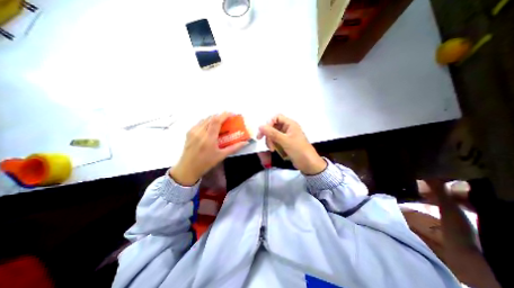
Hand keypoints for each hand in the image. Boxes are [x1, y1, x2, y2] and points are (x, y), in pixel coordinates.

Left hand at [170, 111, 247, 185]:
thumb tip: (245, 142)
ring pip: (204, 119)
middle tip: (227, 119)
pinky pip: (199, 123)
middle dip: (220, 116)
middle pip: (211, 118)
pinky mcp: (189, 133)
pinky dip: (206, 122)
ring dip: (213, 119)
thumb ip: (234, 148)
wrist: (188, 168)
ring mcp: (193, 131)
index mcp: (209, 138)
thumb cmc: (206, 163)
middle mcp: (200, 132)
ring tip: (219, 123)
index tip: (231, 113)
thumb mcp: (221, 156)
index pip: (216, 121)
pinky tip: (209, 128)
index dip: (224, 115)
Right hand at [256, 114, 324, 174]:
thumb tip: (260, 126)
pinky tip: (274, 150)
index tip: (263, 131)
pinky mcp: (285, 143)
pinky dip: (273, 144)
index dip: (269, 123)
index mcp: (290, 124)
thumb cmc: (299, 150)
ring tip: (272, 149)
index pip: (276, 118)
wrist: (308, 164)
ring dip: (270, 140)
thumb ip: (272, 133)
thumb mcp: (285, 141)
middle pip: (273, 126)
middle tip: (261, 140)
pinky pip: (275, 141)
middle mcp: (287, 128)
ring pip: (273, 134)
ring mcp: (286, 136)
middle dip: (268, 134)